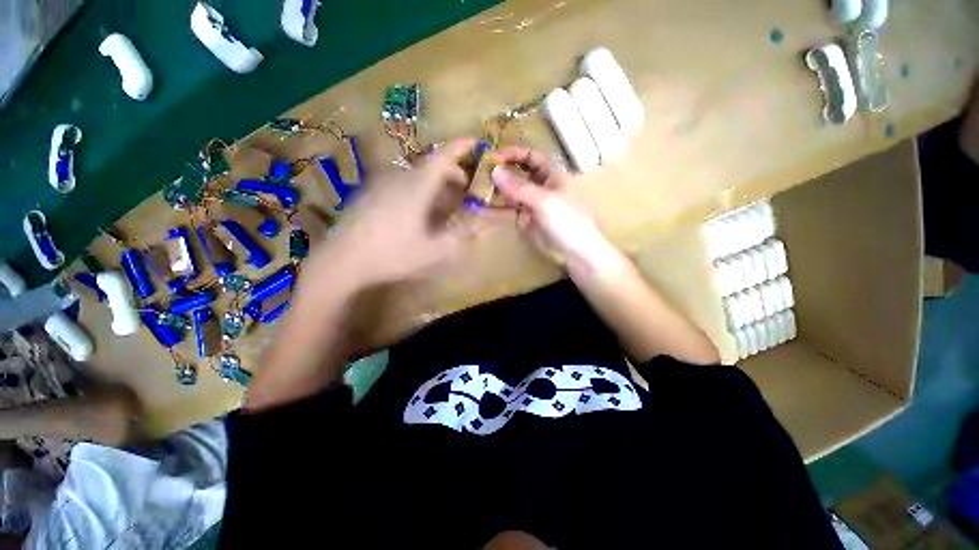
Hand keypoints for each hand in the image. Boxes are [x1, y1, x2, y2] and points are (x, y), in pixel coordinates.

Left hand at [306, 138, 476, 289]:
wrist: (342, 260)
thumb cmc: (391, 254)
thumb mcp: (432, 252)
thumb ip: (458, 238)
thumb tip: (476, 227)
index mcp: (416, 187)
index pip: (442, 158)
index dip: (459, 147)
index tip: (474, 141)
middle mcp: (398, 179)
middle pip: (429, 166)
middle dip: (450, 173)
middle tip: (463, 189)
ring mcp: (380, 184)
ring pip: (414, 175)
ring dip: (433, 183)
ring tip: (442, 203)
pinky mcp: (368, 193)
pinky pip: (399, 184)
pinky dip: (415, 189)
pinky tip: (415, 211)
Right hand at [491, 147, 617, 270]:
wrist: (575, 253)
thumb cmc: (567, 221)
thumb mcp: (545, 201)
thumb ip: (519, 187)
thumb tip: (495, 171)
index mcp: (552, 177)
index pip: (533, 159)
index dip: (516, 154)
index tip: (495, 155)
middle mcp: (541, 188)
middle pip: (520, 174)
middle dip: (503, 171)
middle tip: (480, 172)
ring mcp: (532, 205)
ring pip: (511, 192)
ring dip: (496, 189)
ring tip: (476, 187)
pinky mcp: (524, 220)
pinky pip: (509, 210)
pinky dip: (497, 207)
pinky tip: (482, 205)